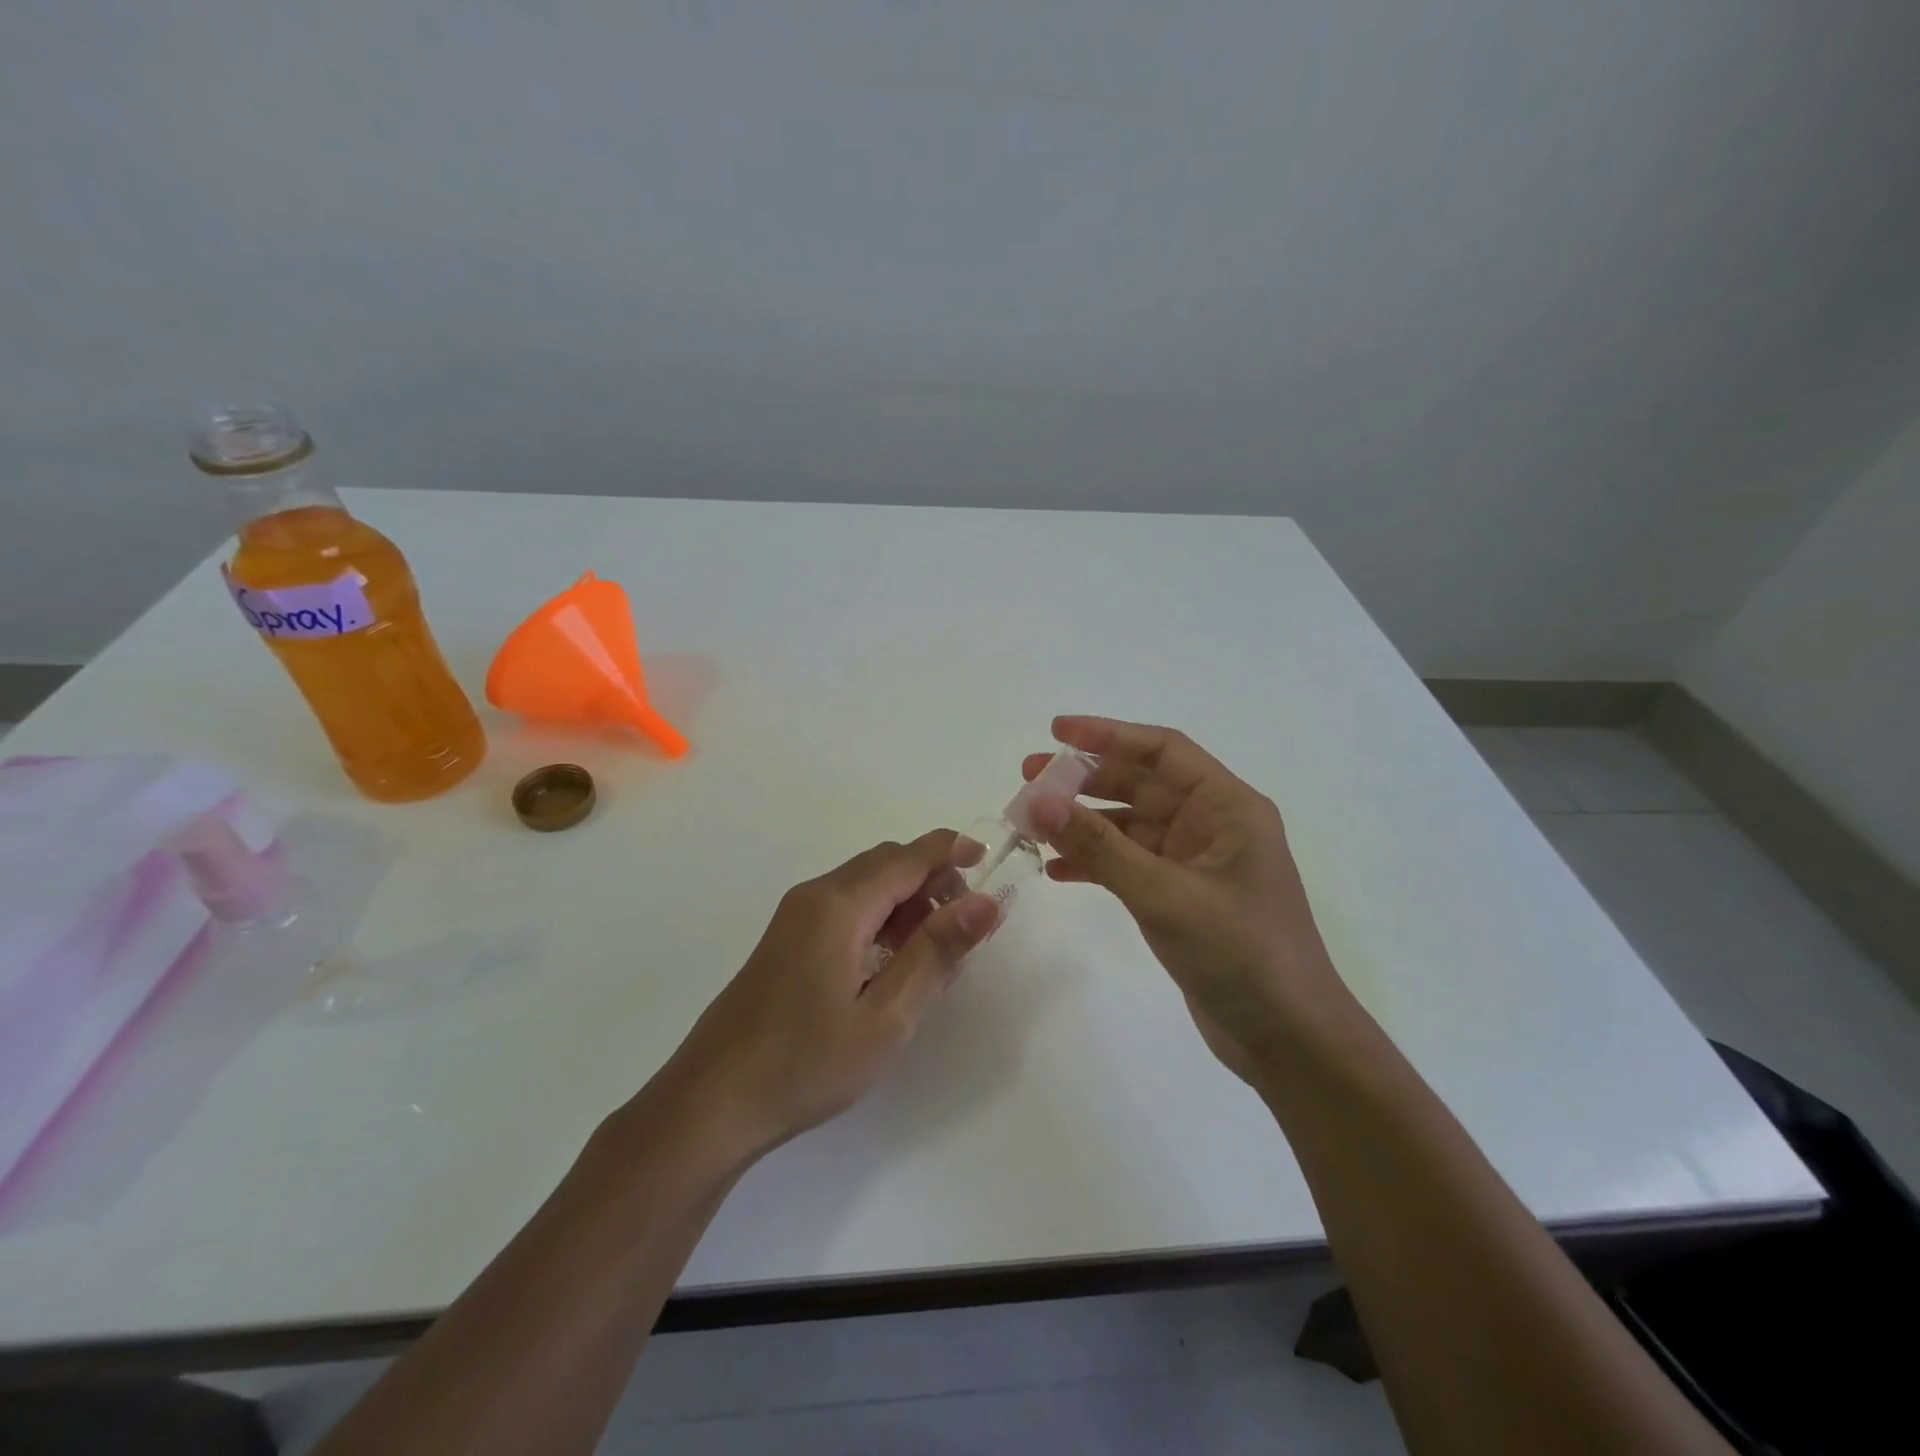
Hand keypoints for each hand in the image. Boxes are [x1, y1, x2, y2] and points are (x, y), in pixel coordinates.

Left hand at [648, 830, 999, 1163]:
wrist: (712, 1102)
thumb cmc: (805, 1063)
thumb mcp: (886, 1016)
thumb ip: (936, 952)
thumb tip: (986, 901)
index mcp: (839, 905)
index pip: (908, 856)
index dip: (952, 852)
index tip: (992, 862)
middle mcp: (816, 896)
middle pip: (886, 864)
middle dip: (933, 880)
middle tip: (966, 927)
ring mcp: (796, 916)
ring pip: (865, 886)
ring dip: (907, 902)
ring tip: (935, 954)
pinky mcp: (787, 939)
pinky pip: (845, 908)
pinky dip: (880, 919)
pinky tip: (892, 966)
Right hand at [1023, 716, 1351, 1087]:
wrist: (1288, 1040)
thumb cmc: (1241, 954)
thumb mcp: (1165, 894)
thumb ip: (1100, 847)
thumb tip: (1039, 802)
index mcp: (1227, 807)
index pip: (1163, 750)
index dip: (1108, 734)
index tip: (1056, 731)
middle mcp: (1212, 825)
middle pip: (1141, 783)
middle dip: (1085, 780)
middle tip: (1028, 779)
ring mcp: (1195, 862)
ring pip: (1129, 825)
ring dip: (1083, 823)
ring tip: (1031, 823)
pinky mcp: (1181, 896)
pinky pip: (1130, 864)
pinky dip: (1095, 863)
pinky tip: (1056, 870)